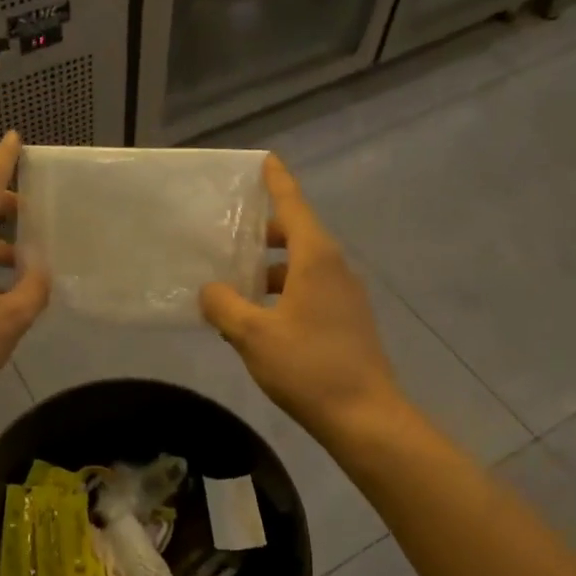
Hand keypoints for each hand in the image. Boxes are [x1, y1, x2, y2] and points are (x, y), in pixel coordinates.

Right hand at [201, 155, 402, 442]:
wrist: (365, 416)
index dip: (277, 182)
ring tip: (235, 283)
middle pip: (298, 235)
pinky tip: (258, 318)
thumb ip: (224, 306)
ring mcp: (345, 296)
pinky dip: (284, 292)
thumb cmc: (308, 366)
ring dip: (271, 268)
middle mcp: (335, 269)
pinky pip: (310, 291)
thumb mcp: (253, 335)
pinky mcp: (348, 321)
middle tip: (230, 234)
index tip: (266, 160)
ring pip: (303, 266)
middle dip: (265, 231)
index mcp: (315, 259)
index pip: (293, 206)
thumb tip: (210, 290)